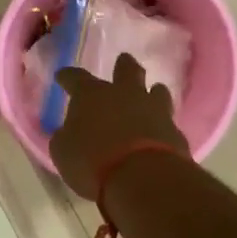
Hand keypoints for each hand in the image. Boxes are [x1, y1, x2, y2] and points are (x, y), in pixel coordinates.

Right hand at [48, 52, 189, 199]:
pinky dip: (161, 124)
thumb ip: (65, 137)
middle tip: (123, 60)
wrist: (142, 177)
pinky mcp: (174, 131)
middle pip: (126, 70)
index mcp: (91, 95)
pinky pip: (167, 121)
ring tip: (152, 91)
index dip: (67, 77)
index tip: (62, 76)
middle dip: (123, 65)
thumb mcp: (63, 151)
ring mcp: (153, 110)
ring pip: (156, 90)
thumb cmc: (92, 161)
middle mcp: (124, 94)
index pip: (75, 78)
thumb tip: (68, 132)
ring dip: (152, 91)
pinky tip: (160, 130)